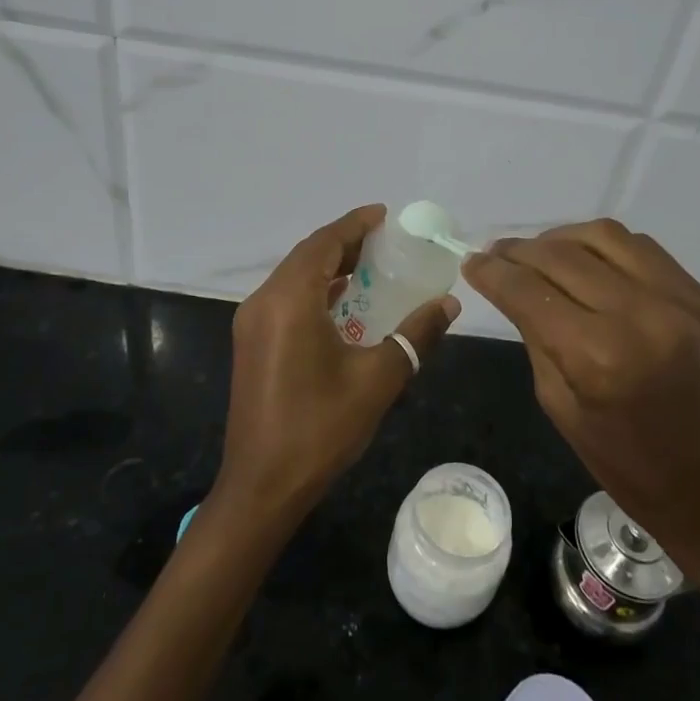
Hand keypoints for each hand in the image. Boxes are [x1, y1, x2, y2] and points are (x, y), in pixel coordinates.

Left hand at [215, 204, 459, 525]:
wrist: (262, 486)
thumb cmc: (320, 428)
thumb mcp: (378, 379)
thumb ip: (416, 335)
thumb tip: (449, 304)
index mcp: (289, 300)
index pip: (323, 244)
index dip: (354, 225)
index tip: (383, 215)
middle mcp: (264, 302)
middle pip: (306, 256)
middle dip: (343, 243)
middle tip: (383, 241)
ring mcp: (251, 324)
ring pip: (292, 277)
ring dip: (327, 266)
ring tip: (367, 266)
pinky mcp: (250, 344)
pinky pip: (284, 299)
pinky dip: (313, 290)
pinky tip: (340, 303)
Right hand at [462, 220, 699, 595]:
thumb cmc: (630, 467)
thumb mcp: (561, 408)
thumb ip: (537, 339)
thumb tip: (516, 291)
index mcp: (598, 356)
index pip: (528, 291)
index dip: (492, 273)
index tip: (471, 264)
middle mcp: (639, 314)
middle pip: (561, 255)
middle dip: (519, 251)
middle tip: (496, 255)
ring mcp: (678, 298)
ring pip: (603, 236)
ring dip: (561, 238)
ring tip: (540, 253)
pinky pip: (642, 248)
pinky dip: (604, 246)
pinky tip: (588, 261)